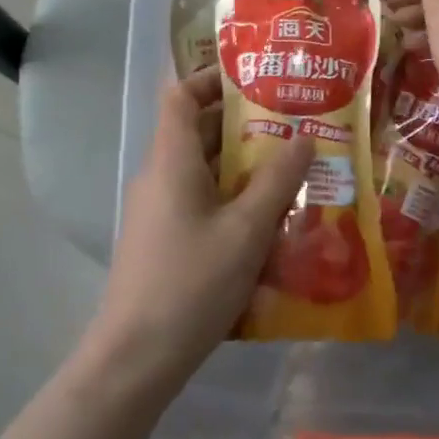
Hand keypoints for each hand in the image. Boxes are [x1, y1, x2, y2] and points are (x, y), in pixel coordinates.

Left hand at [86, 67, 313, 388]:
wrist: (135, 360)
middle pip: (198, 132)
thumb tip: (304, 135)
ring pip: (204, 170)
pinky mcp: (164, 241)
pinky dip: (233, 199)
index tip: (257, 79)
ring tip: (294, 169)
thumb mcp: (247, 229)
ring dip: (244, 166)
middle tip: (295, 124)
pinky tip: (270, 220)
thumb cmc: (191, 283)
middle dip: (245, 125)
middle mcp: (160, 176)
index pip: (181, 95)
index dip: (213, 79)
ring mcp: (159, 211)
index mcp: (171, 160)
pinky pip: (201, 202)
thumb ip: (278, 180)